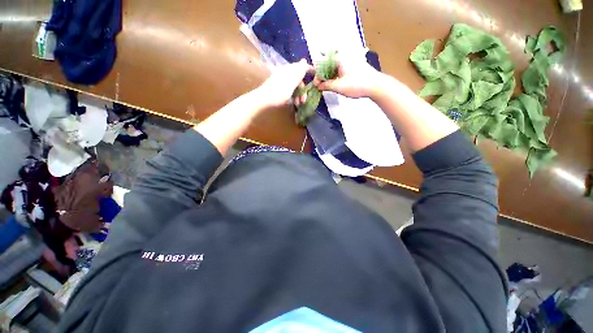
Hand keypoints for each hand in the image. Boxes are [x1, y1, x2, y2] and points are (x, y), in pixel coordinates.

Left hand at [257, 59, 314, 108]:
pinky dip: (293, 95)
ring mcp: (281, 80)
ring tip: (299, 104)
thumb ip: (298, 74)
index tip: (316, 75)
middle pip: (298, 79)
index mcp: (287, 71)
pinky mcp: (278, 87)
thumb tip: (305, 60)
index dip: (309, 70)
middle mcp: (284, 73)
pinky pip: (289, 89)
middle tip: (304, 100)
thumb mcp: (290, 85)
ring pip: (294, 85)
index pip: (301, 67)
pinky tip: (293, 102)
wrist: (261, 101)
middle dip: (303, 89)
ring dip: (298, 94)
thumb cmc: (277, 94)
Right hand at [314, 54, 383, 98]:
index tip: (316, 85)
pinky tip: (334, 84)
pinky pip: (340, 71)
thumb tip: (317, 86)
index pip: (322, 64)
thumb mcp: (338, 86)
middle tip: (319, 86)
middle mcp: (343, 58)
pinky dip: (335, 77)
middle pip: (327, 65)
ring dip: (328, 77)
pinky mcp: (353, 68)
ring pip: (334, 68)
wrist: (375, 85)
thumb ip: (326, 85)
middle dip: (321, 75)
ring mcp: (349, 62)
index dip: (317, 75)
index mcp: (338, 59)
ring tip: (325, 86)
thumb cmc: (356, 84)